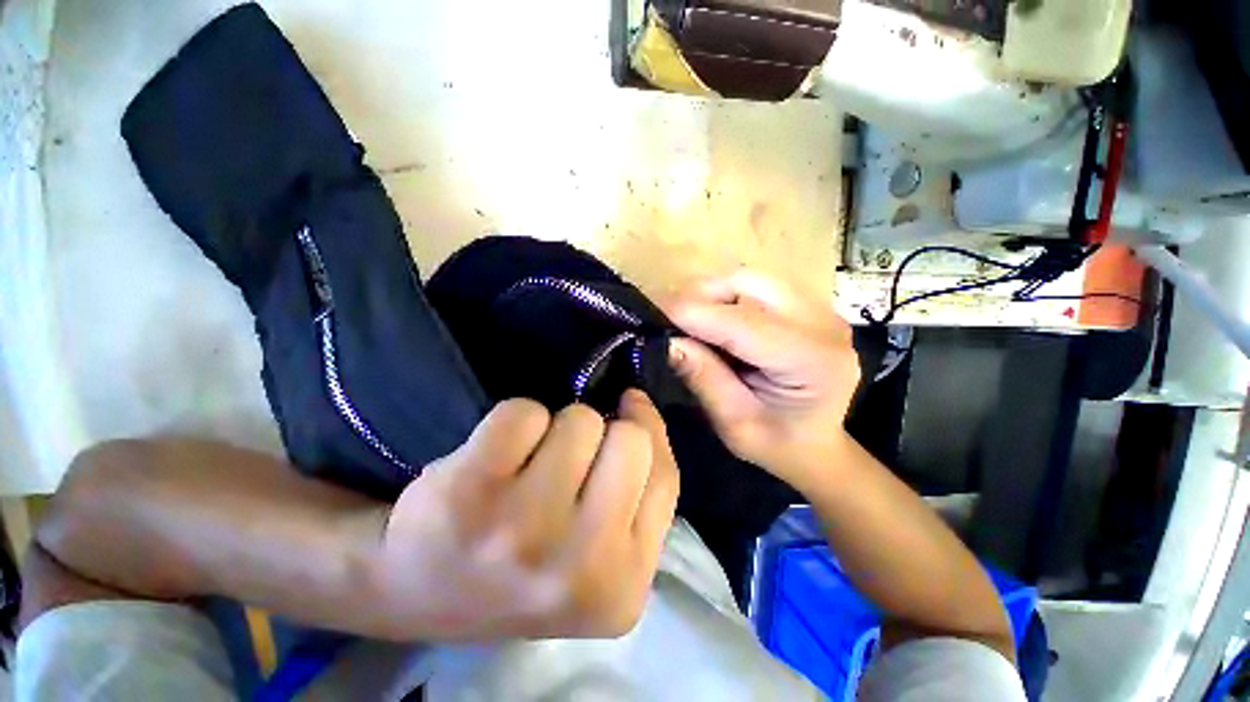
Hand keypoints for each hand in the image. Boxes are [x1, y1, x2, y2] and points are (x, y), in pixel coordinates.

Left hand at [363, 391, 678, 640]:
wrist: (416, 588)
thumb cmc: (522, 566)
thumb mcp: (600, 554)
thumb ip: (637, 496)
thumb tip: (639, 408)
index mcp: (622, 587)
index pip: (665, 477)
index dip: (650, 430)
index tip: (629, 410)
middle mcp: (579, 567)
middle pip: (630, 440)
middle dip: (604, 430)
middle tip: (571, 452)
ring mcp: (522, 530)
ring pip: (580, 420)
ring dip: (557, 428)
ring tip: (529, 463)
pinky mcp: (470, 491)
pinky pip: (523, 413)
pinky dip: (514, 420)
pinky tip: (494, 457)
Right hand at [666, 272, 859, 489]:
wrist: (818, 445)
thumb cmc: (778, 446)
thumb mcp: (735, 424)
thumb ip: (703, 378)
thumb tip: (667, 342)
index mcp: (813, 361)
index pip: (743, 322)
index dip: (693, 313)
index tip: (651, 314)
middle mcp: (822, 323)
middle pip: (747, 284)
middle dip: (699, 297)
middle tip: (668, 320)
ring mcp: (817, 309)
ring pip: (748, 279)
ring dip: (710, 295)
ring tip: (687, 321)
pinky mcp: (804, 306)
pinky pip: (754, 287)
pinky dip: (723, 298)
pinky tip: (711, 322)